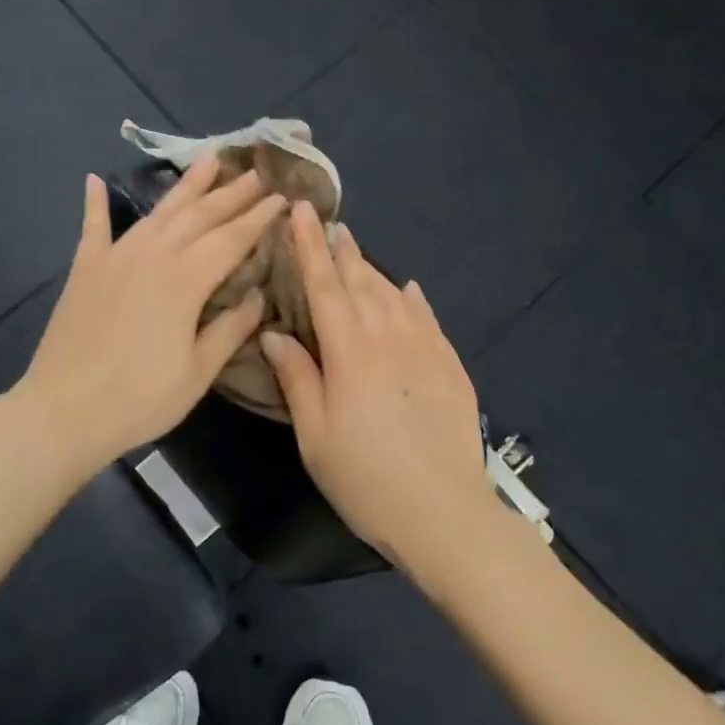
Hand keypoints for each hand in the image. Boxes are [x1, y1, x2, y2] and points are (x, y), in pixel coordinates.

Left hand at [17, 157, 286, 473]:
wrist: (63, 412)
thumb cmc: (139, 399)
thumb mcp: (198, 372)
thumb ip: (230, 328)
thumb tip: (257, 296)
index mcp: (185, 280)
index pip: (232, 239)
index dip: (259, 217)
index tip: (282, 197)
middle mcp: (152, 256)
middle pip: (200, 215)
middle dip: (232, 192)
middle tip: (257, 172)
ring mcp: (115, 257)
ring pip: (158, 211)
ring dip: (186, 185)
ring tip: (209, 159)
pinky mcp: (84, 269)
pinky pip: (93, 227)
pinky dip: (94, 202)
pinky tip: (93, 178)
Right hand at [259, 201, 500, 577]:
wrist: (444, 513)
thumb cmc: (366, 479)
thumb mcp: (315, 436)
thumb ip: (296, 378)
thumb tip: (274, 333)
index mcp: (350, 353)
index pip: (324, 287)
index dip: (309, 247)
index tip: (301, 211)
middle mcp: (389, 338)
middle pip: (361, 283)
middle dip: (342, 251)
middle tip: (331, 224)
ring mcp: (426, 350)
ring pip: (394, 296)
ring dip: (372, 271)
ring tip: (358, 254)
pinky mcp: (450, 367)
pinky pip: (428, 319)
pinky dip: (413, 299)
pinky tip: (407, 290)